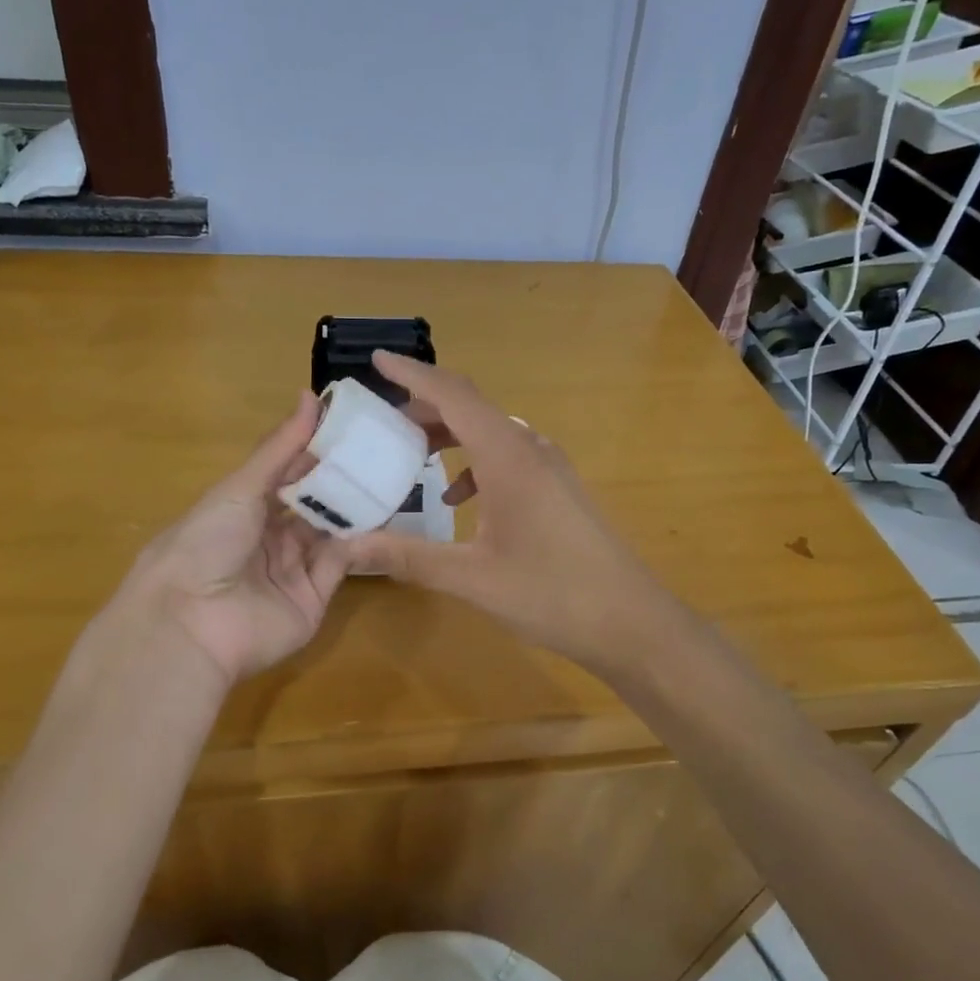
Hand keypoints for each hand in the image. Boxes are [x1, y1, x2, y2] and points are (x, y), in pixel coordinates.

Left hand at [102, 394, 350, 686]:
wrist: (191, 622)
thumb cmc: (206, 542)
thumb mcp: (240, 488)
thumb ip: (281, 448)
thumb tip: (311, 396)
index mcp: (243, 509)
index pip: (286, 476)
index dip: (315, 453)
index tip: (351, 428)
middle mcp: (268, 539)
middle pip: (311, 505)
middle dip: (340, 482)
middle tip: (379, 453)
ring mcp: (291, 571)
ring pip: (330, 534)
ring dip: (354, 510)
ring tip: (389, 478)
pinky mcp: (312, 600)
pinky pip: (340, 566)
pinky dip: (358, 544)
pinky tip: (379, 518)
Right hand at [346, 352, 681, 679]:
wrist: (631, 621)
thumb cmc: (552, 593)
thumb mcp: (471, 577)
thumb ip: (407, 557)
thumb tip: (348, 547)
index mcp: (508, 457)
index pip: (453, 395)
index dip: (413, 374)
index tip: (376, 360)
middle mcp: (530, 449)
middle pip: (471, 408)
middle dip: (424, 407)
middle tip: (381, 421)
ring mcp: (550, 468)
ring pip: (490, 433)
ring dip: (449, 436)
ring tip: (410, 455)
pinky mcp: (558, 489)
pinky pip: (508, 458)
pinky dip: (475, 465)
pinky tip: (458, 501)